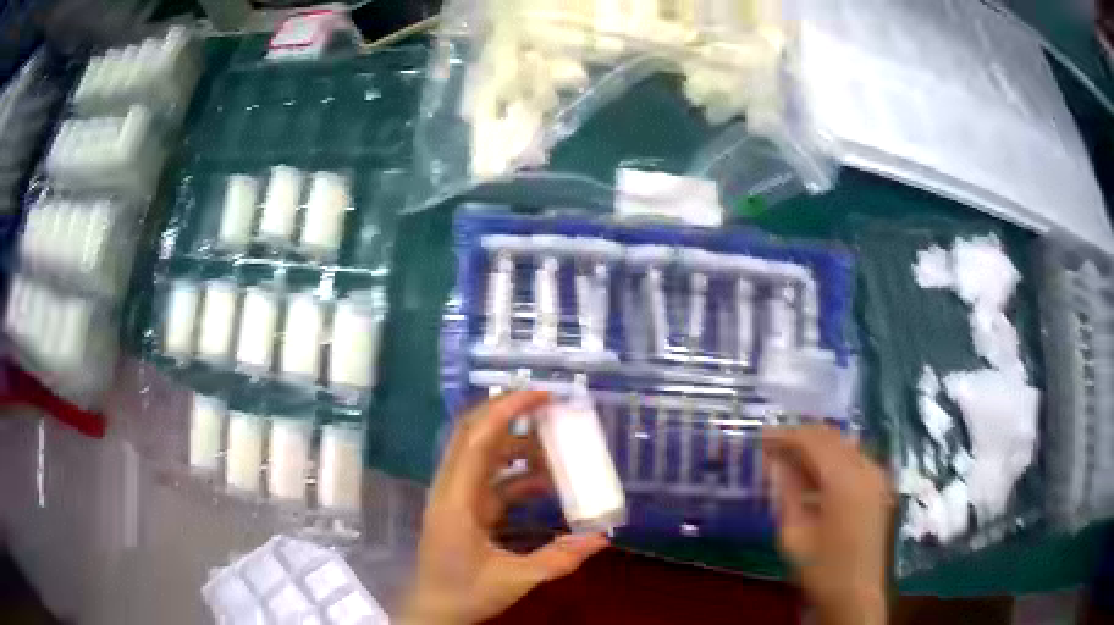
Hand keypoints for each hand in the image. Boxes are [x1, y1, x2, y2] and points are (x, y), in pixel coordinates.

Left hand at [401, 391, 608, 623]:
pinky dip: (516, 474)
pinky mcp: (463, 507)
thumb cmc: (465, 593)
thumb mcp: (515, 579)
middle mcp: (451, 489)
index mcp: (457, 500)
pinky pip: (489, 479)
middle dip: (509, 413)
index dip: (507, 412)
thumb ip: (559, 559)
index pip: (478, 441)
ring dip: (516, 445)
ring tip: (554, 445)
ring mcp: (455, 496)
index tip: (541, 395)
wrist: (433, 610)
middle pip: (473, 434)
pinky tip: (545, 482)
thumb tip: (602, 539)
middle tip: (549, 405)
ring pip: (481, 454)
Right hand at [763, 425, 892, 624]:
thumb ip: (786, 492)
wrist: (856, 594)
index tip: (760, 437)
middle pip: (832, 437)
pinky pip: (854, 459)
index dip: (786, 435)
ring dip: (817, 446)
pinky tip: (813, 475)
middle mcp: (867, 468)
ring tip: (788, 457)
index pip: (814, 441)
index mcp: (846, 479)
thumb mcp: (794, 533)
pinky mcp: (879, 488)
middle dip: (801, 437)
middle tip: (772, 445)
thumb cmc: (821, 568)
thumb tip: (774, 463)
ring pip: (845, 445)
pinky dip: (832, 459)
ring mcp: (877, 477)